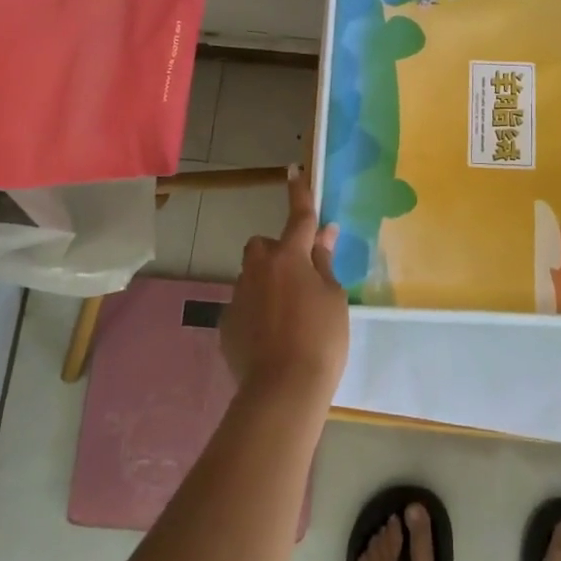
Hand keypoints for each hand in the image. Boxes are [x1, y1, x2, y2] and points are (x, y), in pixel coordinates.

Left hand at [220, 166, 348, 406]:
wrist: (282, 390)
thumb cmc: (321, 338)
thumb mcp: (334, 298)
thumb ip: (324, 263)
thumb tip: (324, 233)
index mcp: (289, 257)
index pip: (299, 216)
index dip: (299, 193)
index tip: (293, 170)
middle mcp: (258, 268)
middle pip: (264, 246)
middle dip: (278, 253)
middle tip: (300, 278)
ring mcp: (238, 295)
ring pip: (252, 276)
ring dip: (267, 283)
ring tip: (288, 316)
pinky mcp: (226, 323)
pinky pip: (244, 305)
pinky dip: (257, 312)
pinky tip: (271, 338)